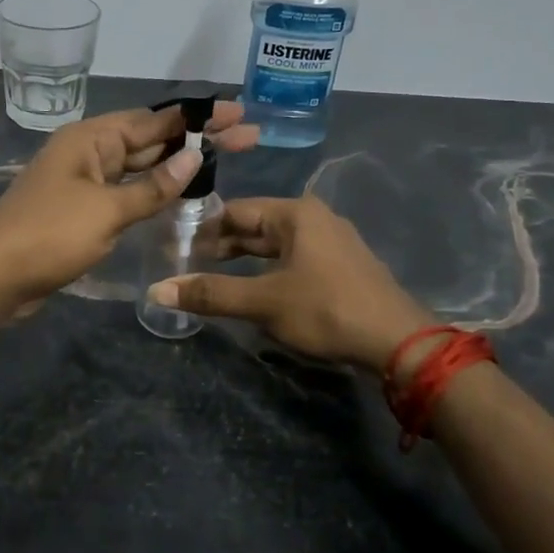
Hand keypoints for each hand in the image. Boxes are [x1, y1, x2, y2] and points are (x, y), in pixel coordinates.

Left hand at [0, 102, 258, 318]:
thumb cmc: (49, 235)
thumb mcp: (106, 210)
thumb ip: (153, 187)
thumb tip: (194, 156)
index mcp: (91, 139)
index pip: (154, 120)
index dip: (198, 118)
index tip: (237, 114)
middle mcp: (88, 153)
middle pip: (150, 140)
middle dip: (196, 139)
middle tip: (247, 137)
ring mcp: (84, 183)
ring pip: (139, 168)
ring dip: (177, 166)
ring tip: (225, 162)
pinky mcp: (82, 212)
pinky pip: (126, 193)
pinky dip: (154, 193)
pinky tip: (182, 196)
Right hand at [146, 195, 434, 370]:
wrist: (398, 342)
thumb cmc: (326, 310)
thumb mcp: (263, 302)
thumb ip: (210, 294)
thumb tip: (156, 290)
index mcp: (295, 213)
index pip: (236, 210)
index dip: (204, 230)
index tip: (179, 251)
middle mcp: (315, 218)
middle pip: (256, 225)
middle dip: (224, 245)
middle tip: (191, 267)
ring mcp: (332, 241)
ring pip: (276, 244)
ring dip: (246, 259)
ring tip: (217, 279)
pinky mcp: (342, 266)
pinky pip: (295, 258)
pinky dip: (270, 269)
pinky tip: (257, 289)